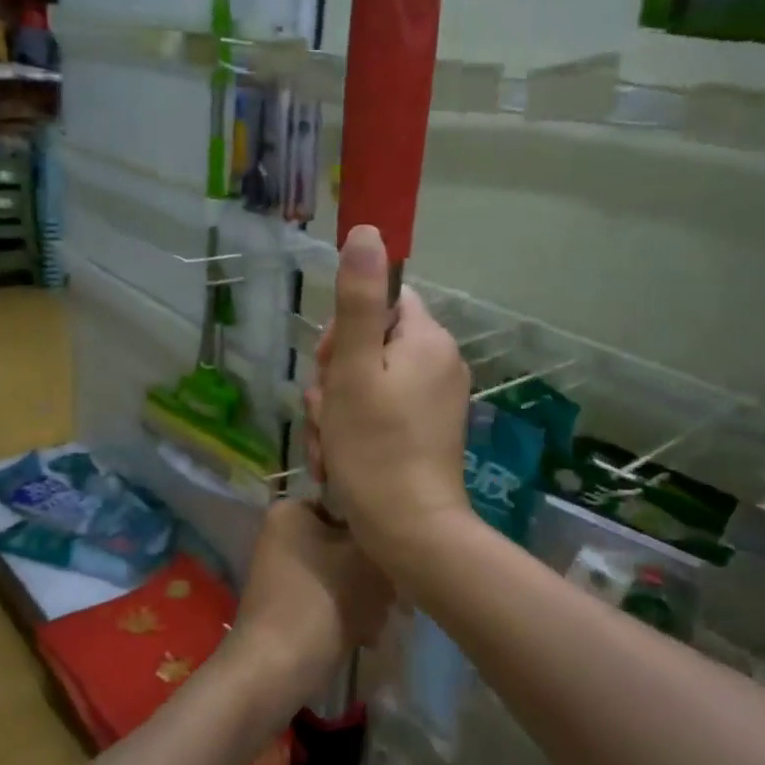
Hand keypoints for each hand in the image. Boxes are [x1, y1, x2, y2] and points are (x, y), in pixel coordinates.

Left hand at [226, 500, 393, 713]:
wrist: (277, 668)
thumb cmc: (322, 600)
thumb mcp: (368, 558)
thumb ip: (387, 537)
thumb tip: (397, 537)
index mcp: (292, 510)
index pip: (350, 505)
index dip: (378, 530)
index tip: (398, 554)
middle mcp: (284, 534)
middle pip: (347, 543)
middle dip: (374, 573)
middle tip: (393, 596)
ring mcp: (285, 572)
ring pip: (344, 574)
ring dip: (368, 597)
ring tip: (378, 620)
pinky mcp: (290, 604)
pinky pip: (331, 598)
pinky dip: (350, 614)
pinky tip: (366, 636)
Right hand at [305, 225, 475, 569]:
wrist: (410, 532)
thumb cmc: (375, 447)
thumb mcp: (354, 368)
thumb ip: (358, 299)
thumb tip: (367, 231)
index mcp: (428, 340)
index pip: (382, 301)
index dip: (345, 329)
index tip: (330, 365)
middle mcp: (439, 363)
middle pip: (371, 344)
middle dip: (335, 378)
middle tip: (325, 414)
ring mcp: (436, 400)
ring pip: (368, 383)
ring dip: (336, 410)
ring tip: (329, 445)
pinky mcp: (427, 432)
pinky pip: (381, 413)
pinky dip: (355, 431)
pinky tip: (339, 460)